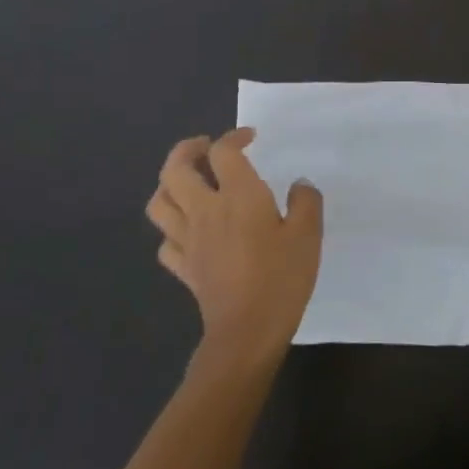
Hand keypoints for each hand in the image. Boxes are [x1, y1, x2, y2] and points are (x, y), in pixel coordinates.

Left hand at [146, 130, 323, 365]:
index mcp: (238, 196)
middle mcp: (205, 210)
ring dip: (170, 185)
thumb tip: (299, 185)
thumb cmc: (281, 278)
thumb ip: (305, 203)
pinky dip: (173, 229)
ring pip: (160, 202)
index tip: (250, 138)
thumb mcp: (308, 235)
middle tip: (205, 148)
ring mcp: (188, 240)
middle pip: (175, 169)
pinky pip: (166, 241)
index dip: (234, 137)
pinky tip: (190, 230)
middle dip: (187, 150)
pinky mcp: (184, 267)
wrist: (247, 331)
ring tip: (189, 183)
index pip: (224, 152)